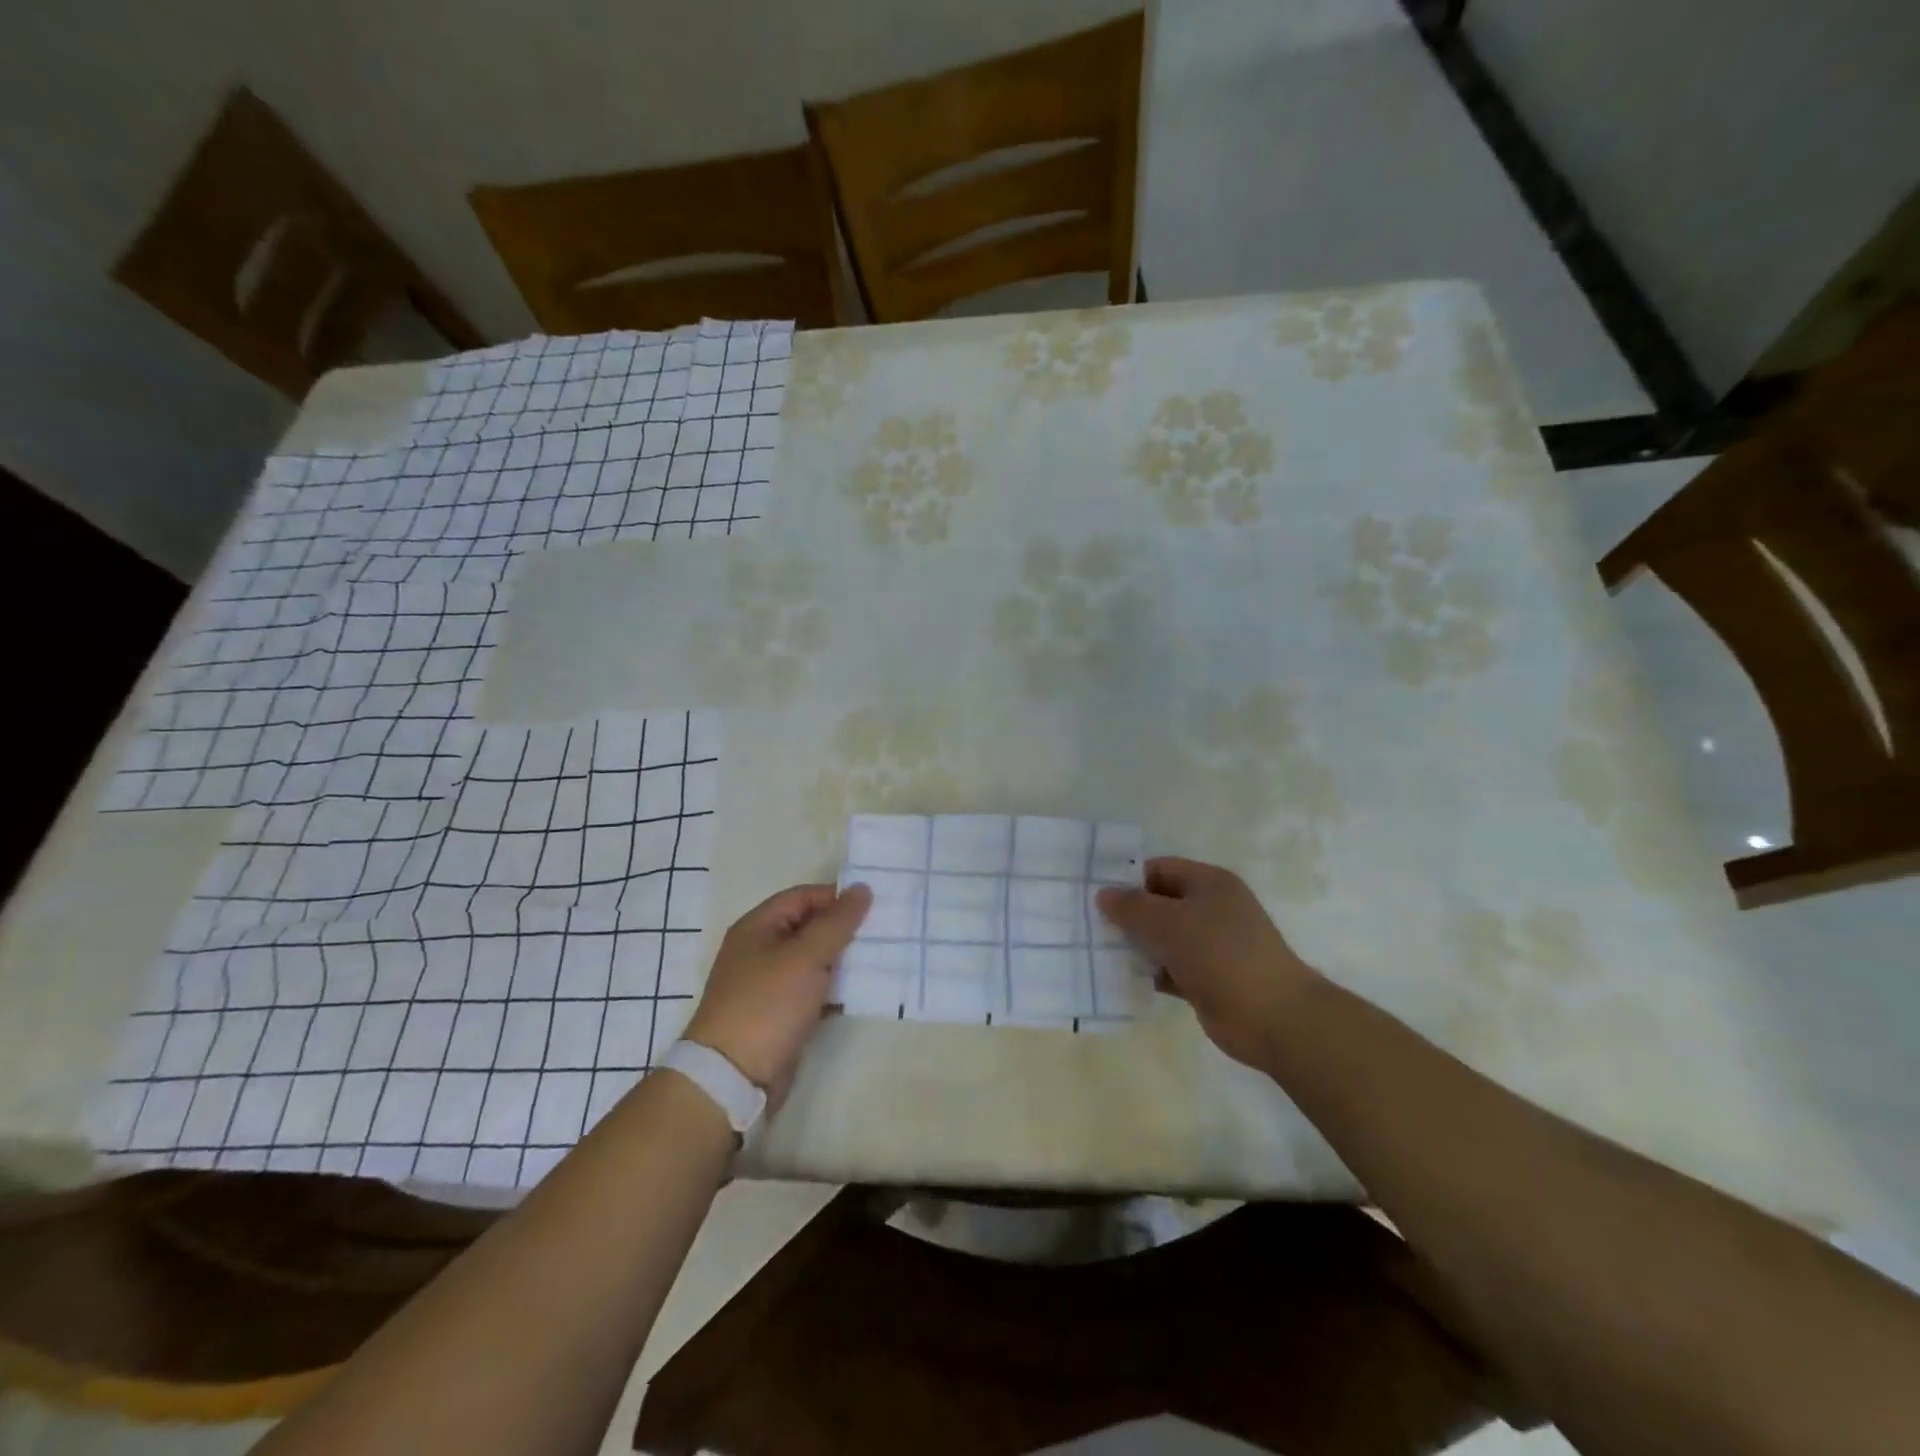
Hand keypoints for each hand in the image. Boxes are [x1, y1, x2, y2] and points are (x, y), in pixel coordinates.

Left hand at [684, 882, 871, 1095]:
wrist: (732, 1078)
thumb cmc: (767, 1005)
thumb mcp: (806, 956)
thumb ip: (837, 922)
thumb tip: (862, 888)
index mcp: (758, 927)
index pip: (803, 897)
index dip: (837, 898)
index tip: (874, 906)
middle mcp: (761, 950)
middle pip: (810, 928)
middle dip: (845, 930)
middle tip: (885, 932)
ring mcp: (770, 985)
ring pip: (815, 961)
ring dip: (845, 961)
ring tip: (883, 959)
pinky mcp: (781, 1014)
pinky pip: (814, 991)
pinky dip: (836, 990)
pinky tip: (865, 993)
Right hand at [1096, 857, 1319, 1069]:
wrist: (1272, 1018)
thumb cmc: (1220, 955)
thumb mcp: (1170, 923)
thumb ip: (1132, 907)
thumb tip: (1103, 894)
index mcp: (1210, 883)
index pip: (1159, 869)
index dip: (1128, 879)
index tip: (1095, 895)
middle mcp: (1212, 909)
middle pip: (1160, 903)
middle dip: (1128, 914)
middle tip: (1090, 924)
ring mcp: (1211, 945)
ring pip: (1163, 937)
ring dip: (1136, 945)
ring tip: (1099, 951)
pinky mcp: (1207, 978)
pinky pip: (1170, 967)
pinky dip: (1150, 971)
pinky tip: (1123, 977)